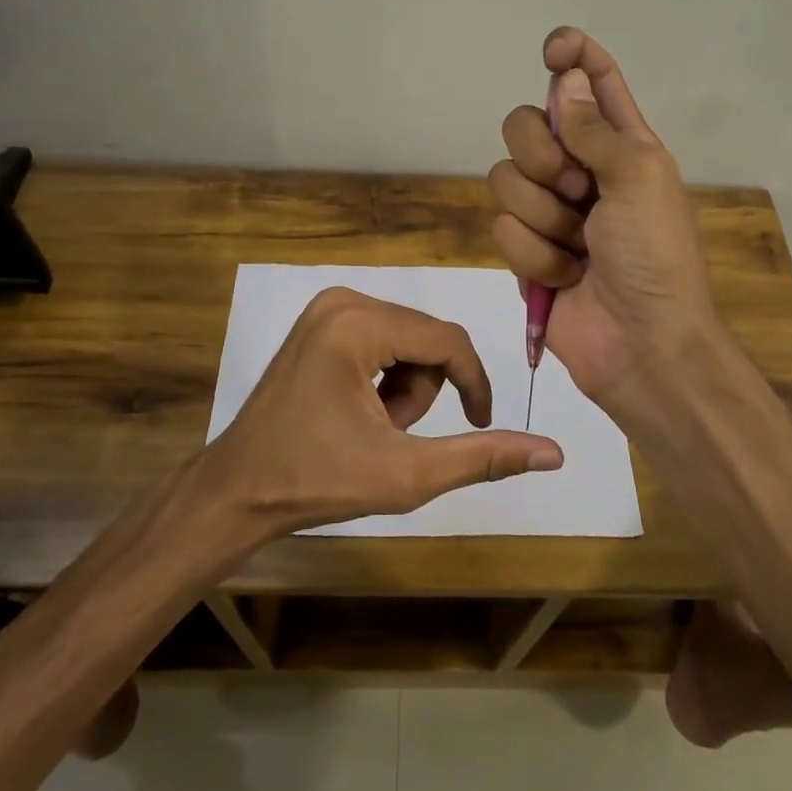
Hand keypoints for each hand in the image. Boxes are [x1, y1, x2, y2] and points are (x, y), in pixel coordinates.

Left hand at [202, 286, 563, 534]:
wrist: (237, 491)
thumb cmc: (316, 482)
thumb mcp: (407, 473)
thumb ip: (481, 457)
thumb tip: (553, 452)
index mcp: (358, 323)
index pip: (448, 340)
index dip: (474, 383)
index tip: (481, 424)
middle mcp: (343, 299)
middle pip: (427, 339)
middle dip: (424, 392)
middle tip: (392, 436)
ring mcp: (327, 308)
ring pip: (408, 341)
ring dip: (406, 389)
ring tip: (372, 428)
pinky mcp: (320, 322)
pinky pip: (382, 340)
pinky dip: (384, 378)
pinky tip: (356, 412)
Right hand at [487, 27, 719, 419]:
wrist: (641, 344)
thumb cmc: (655, 257)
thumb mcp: (639, 179)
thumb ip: (595, 128)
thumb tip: (566, 80)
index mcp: (620, 144)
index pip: (592, 81)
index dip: (572, 55)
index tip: (552, 50)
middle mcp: (579, 169)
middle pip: (525, 124)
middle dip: (542, 156)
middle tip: (576, 188)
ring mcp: (548, 211)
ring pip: (505, 179)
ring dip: (544, 218)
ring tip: (579, 249)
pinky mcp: (525, 251)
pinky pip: (502, 229)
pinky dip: (535, 256)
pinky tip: (565, 277)